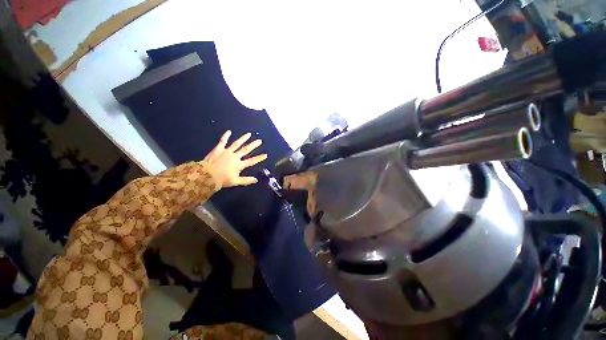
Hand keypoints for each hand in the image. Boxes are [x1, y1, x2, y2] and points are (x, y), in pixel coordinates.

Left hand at [203, 131, 267, 187]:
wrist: (206, 176)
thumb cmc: (222, 180)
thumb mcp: (235, 182)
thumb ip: (246, 180)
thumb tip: (256, 180)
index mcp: (239, 165)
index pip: (252, 161)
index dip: (259, 158)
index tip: (265, 155)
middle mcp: (235, 156)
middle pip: (246, 150)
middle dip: (253, 145)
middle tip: (259, 141)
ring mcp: (227, 152)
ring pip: (237, 144)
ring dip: (243, 139)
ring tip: (249, 134)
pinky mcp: (219, 149)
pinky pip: (223, 141)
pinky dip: (225, 136)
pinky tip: (229, 131)